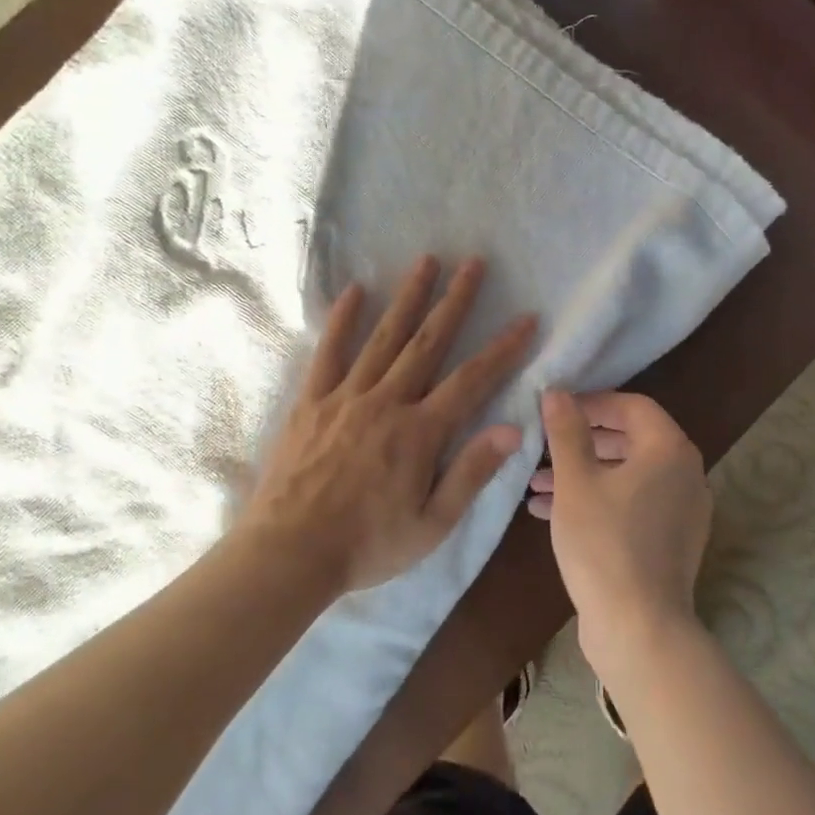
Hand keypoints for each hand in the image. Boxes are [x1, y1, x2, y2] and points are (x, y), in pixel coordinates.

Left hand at [242, 255, 535, 594]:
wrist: (289, 553)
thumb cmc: (367, 545)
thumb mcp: (433, 524)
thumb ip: (471, 472)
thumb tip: (512, 428)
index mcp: (420, 433)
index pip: (472, 380)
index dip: (502, 348)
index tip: (525, 318)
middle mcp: (386, 403)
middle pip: (428, 343)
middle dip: (454, 301)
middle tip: (473, 262)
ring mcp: (345, 397)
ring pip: (383, 338)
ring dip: (407, 297)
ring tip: (426, 261)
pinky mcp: (311, 402)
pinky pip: (329, 352)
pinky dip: (342, 320)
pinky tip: (355, 291)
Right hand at [530, 390, 711, 680]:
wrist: (639, 627)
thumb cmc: (604, 543)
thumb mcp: (575, 482)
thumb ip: (566, 431)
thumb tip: (557, 392)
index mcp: (669, 450)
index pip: (632, 406)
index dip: (591, 402)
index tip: (555, 410)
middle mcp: (685, 474)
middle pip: (630, 440)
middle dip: (581, 443)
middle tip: (543, 447)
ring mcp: (682, 510)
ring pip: (627, 476)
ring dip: (583, 474)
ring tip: (535, 485)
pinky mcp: (671, 540)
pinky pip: (632, 504)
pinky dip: (598, 501)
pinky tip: (552, 514)